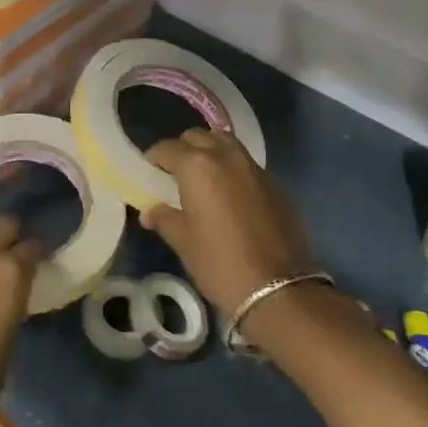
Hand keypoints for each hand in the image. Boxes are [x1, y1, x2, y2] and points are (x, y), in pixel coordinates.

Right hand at [141, 130, 318, 317]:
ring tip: (202, 178)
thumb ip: (165, 219)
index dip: (155, 157)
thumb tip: (149, 212)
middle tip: (174, 173)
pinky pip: (246, 164)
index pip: (168, 148)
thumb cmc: (220, 263)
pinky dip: (232, 169)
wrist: (278, 288)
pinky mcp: (275, 184)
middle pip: (198, 137)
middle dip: (183, 149)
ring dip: (210, 152)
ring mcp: (254, 168)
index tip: (149, 170)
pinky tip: (229, 195)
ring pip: (226, 144)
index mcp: (197, 166)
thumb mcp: (184, 242)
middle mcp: (226, 156)